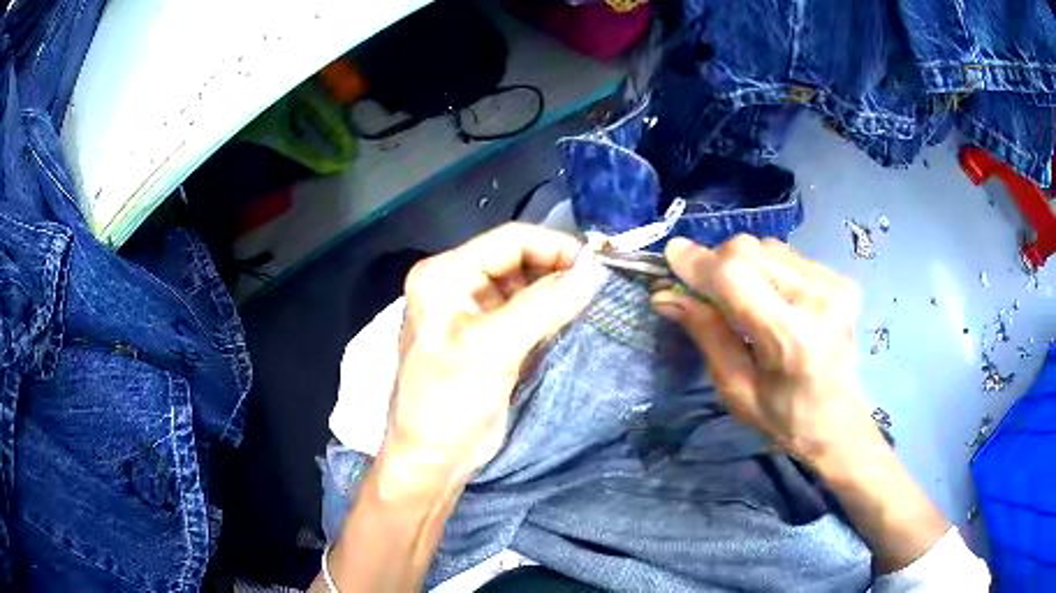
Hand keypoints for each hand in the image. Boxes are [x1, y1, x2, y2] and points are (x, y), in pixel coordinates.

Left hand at [381, 223, 603, 488]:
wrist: (431, 458)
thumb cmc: (451, 401)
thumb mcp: (495, 348)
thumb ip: (546, 304)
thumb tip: (594, 270)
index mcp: (445, 275)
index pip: (509, 240)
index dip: (555, 246)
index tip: (596, 266)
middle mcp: (455, 283)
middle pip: (517, 258)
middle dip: (556, 268)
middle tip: (596, 286)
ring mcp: (471, 309)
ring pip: (524, 283)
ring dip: (554, 290)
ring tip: (587, 302)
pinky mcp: (486, 334)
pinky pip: (523, 309)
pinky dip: (547, 311)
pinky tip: (568, 319)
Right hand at [651, 235, 875, 465]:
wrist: (838, 421)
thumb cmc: (783, 417)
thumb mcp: (735, 388)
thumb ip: (706, 334)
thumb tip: (666, 294)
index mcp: (792, 340)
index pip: (736, 278)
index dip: (699, 263)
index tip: (671, 255)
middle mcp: (818, 301)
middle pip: (749, 251)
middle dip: (716, 262)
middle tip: (704, 290)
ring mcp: (834, 285)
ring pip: (766, 247)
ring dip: (741, 264)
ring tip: (741, 298)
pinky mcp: (840, 278)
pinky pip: (786, 254)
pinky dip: (765, 267)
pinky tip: (770, 296)